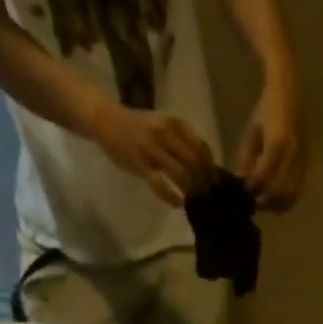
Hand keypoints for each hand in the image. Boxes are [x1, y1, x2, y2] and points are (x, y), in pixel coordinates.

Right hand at [92, 103, 215, 206]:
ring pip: (180, 173)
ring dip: (190, 190)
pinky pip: (160, 184)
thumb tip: (202, 163)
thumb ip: (180, 139)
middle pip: (193, 162)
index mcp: (174, 123)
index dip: (210, 166)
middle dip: (203, 181)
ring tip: (194, 200)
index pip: (200, 147)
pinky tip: (178, 203)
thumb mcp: (162, 124)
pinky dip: (171, 196)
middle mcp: (165, 134)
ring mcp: (152, 149)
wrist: (107, 120)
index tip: (215, 181)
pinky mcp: (140, 164)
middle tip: (207, 195)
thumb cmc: (137, 126)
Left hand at [236, 80, 305, 210]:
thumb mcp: (251, 133)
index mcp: (278, 141)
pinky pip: (299, 189)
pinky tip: (277, 200)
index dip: (253, 189)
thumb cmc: (266, 108)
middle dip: (265, 201)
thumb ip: (246, 160)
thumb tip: (242, 184)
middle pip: (280, 191)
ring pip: (292, 194)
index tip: (243, 192)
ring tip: (265, 202)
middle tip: (253, 202)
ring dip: (277, 204)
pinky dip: (287, 199)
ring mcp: (304, 158)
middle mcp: (294, 151)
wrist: (288, 90)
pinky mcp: (308, 162)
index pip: (264, 177)